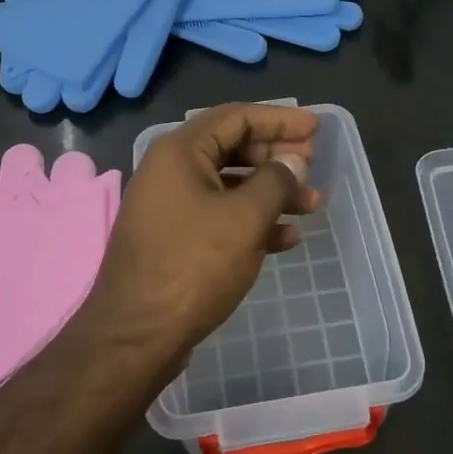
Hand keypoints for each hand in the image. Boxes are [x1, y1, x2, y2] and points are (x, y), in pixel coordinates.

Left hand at [77, 104, 321, 380]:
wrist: (136, 336)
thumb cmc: (193, 266)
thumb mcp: (245, 219)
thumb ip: (276, 180)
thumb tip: (294, 161)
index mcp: (180, 152)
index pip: (237, 117)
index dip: (280, 119)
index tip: (316, 129)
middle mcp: (171, 171)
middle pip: (234, 148)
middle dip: (278, 157)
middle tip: (313, 168)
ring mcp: (171, 207)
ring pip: (230, 186)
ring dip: (272, 192)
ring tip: (312, 205)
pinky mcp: (175, 239)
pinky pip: (220, 216)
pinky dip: (253, 221)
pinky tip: (286, 239)